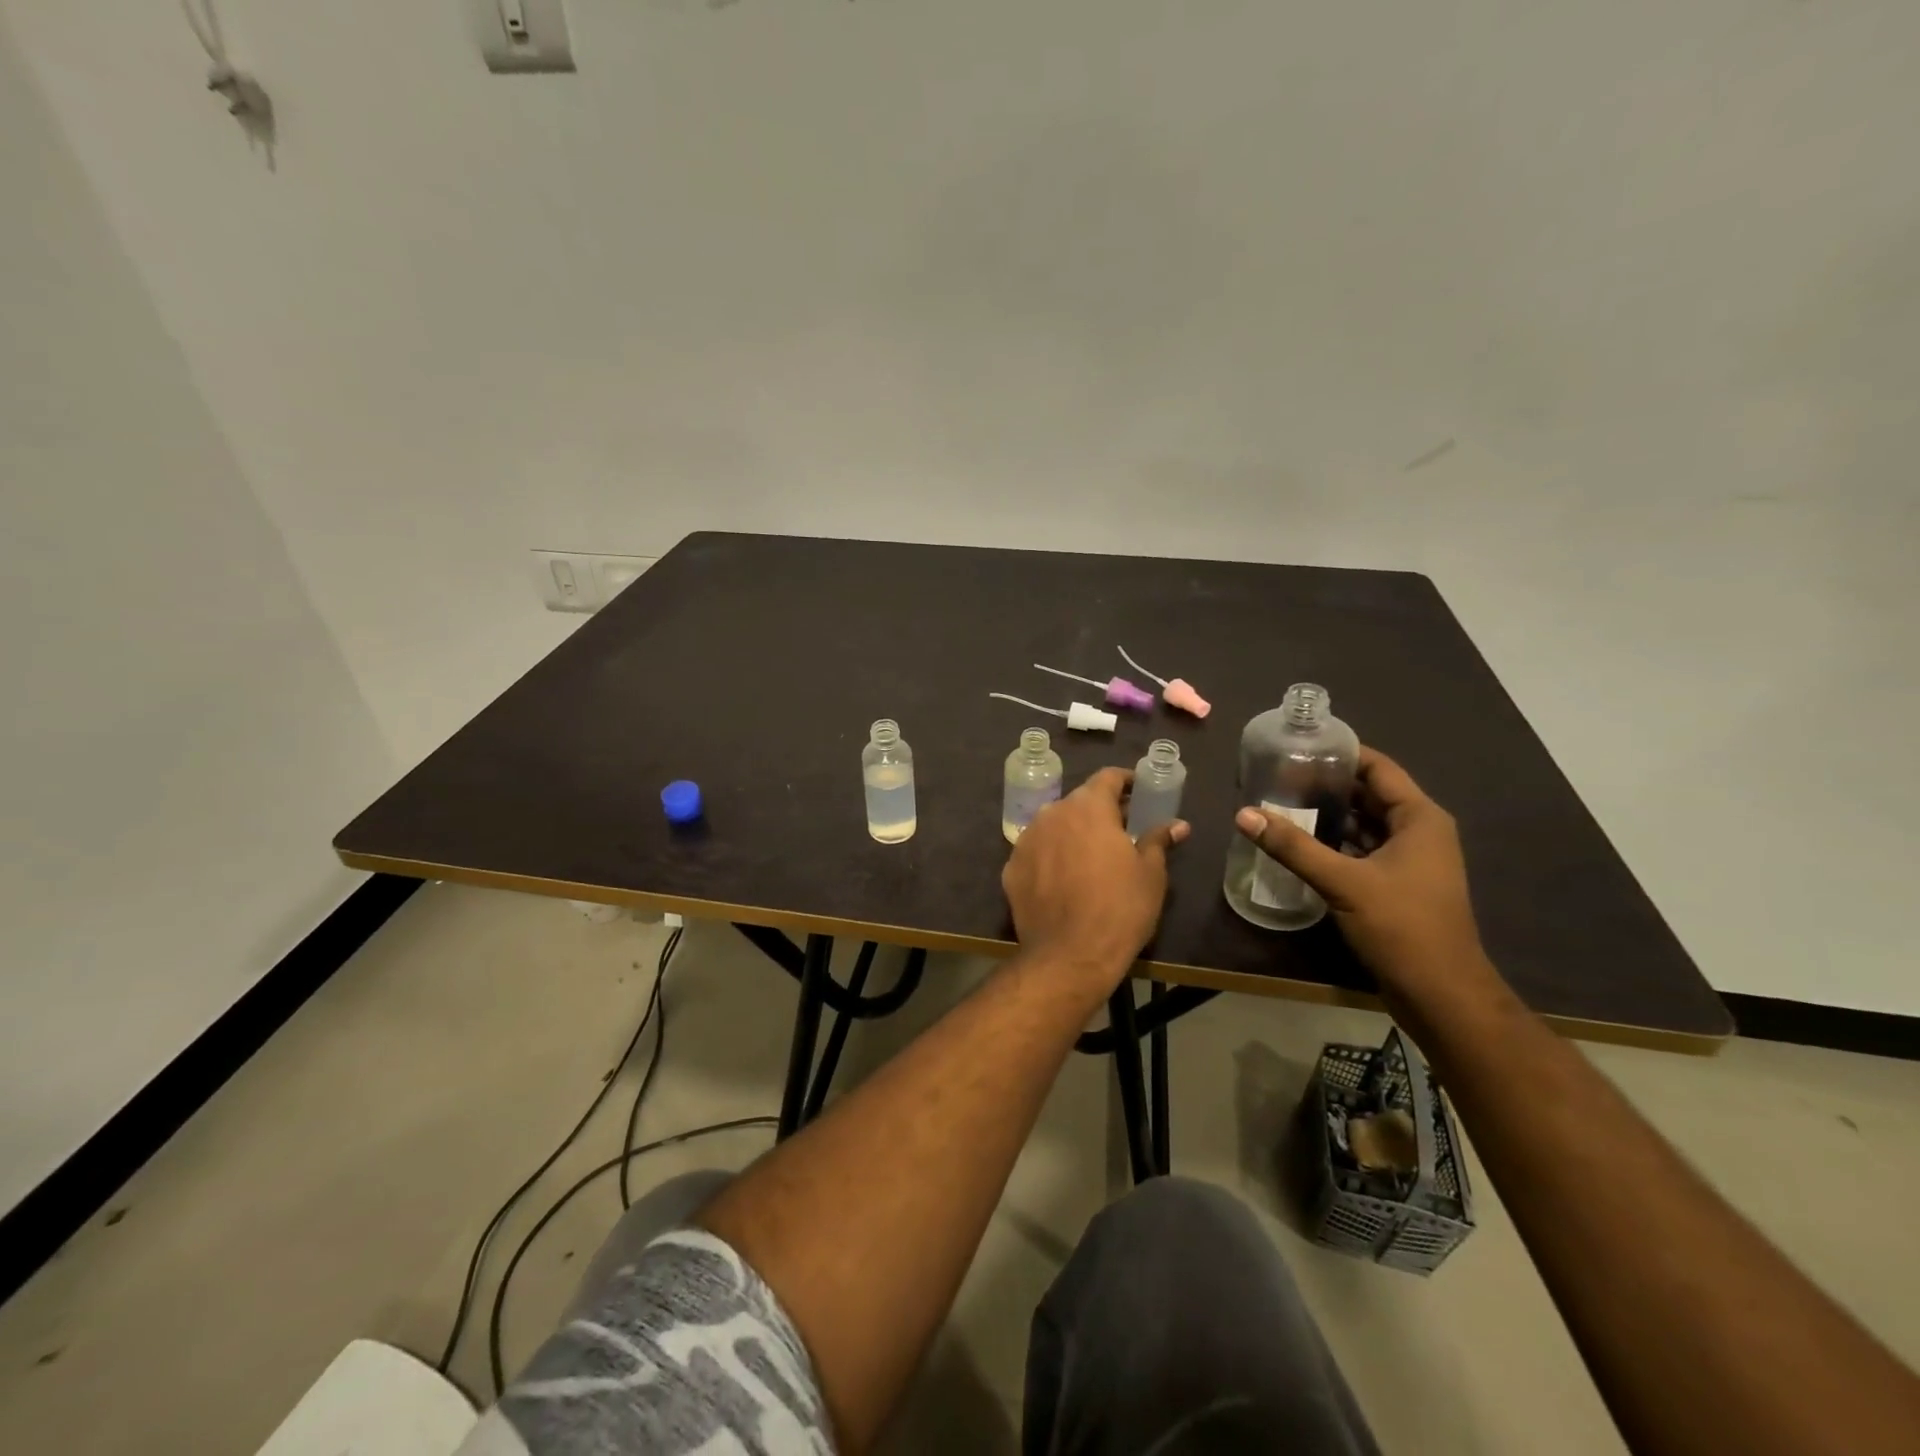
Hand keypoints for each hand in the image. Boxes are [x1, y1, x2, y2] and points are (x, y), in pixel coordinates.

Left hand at [1003, 768, 1187, 987]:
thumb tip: (1177, 825)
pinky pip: (1037, 852)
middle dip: (1101, 810)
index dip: (1126, 781)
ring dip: (1073, 832)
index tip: (1140, 792)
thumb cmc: (1120, 909)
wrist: (1069, 955)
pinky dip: (1051, 857)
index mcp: (1088, 807)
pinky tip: (1064, 879)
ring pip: (1054, 825)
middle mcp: (1052, 813)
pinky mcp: (1011, 867)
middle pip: (1079, 801)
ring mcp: (1026, 840)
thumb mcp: (1150, 874)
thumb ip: (1158, 840)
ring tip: (1092, 856)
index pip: (1107, 777)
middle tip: (1122, 829)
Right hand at [1234, 747, 1493, 1000]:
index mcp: (1419, 819)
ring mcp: (1411, 860)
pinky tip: (1300, 844)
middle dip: (1327, 785)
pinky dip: (1335, 843)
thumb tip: (1244, 814)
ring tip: (1282, 804)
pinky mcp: (1398, 885)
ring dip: (1329, 815)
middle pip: (1369, 794)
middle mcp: (1420, 832)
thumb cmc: (1402, 927)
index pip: (1378, 768)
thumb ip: (1293, 847)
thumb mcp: (1343, 882)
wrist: (1441, 995)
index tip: (1298, 746)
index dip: (1341, 754)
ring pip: (1365, 824)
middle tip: (1279, 776)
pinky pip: (1363, 850)